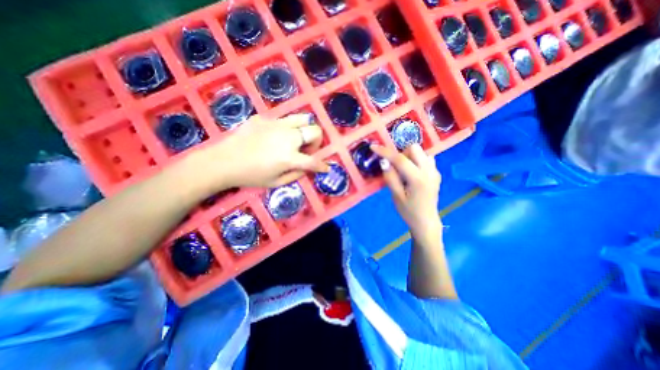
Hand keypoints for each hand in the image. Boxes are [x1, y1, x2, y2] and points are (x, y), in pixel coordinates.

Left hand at [194, 114, 329, 189]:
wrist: (223, 161)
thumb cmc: (250, 176)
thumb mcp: (276, 183)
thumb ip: (296, 175)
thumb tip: (307, 168)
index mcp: (289, 157)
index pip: (314, 161)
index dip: (322, 166)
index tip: (325, 168)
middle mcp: (287, 137)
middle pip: (314, 131)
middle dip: (317, 141)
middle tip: (307, 149)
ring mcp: (276, 124)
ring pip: (302, 118)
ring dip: (305, 129)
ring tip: (296, 138)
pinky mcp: (264, 118)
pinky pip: (283, 120)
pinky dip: (287, 128)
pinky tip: (275, 137)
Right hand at [370, 143, 442, 242]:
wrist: (426, 221)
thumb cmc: (409, 211)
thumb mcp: (396, 196)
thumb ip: (390, 177)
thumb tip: (384, 161)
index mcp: (417, 178)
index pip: (400, 159)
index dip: (385, 152)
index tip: (373, 147)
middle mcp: (429, 171)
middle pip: (414, 148)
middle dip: (401, 153)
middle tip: (394, 166)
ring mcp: (435, 171)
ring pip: (421, 151)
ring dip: (409, 156)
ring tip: (403, 170)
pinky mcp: (436, 173)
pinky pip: (426, 158)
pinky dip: (416, 160)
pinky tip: (412, 172)